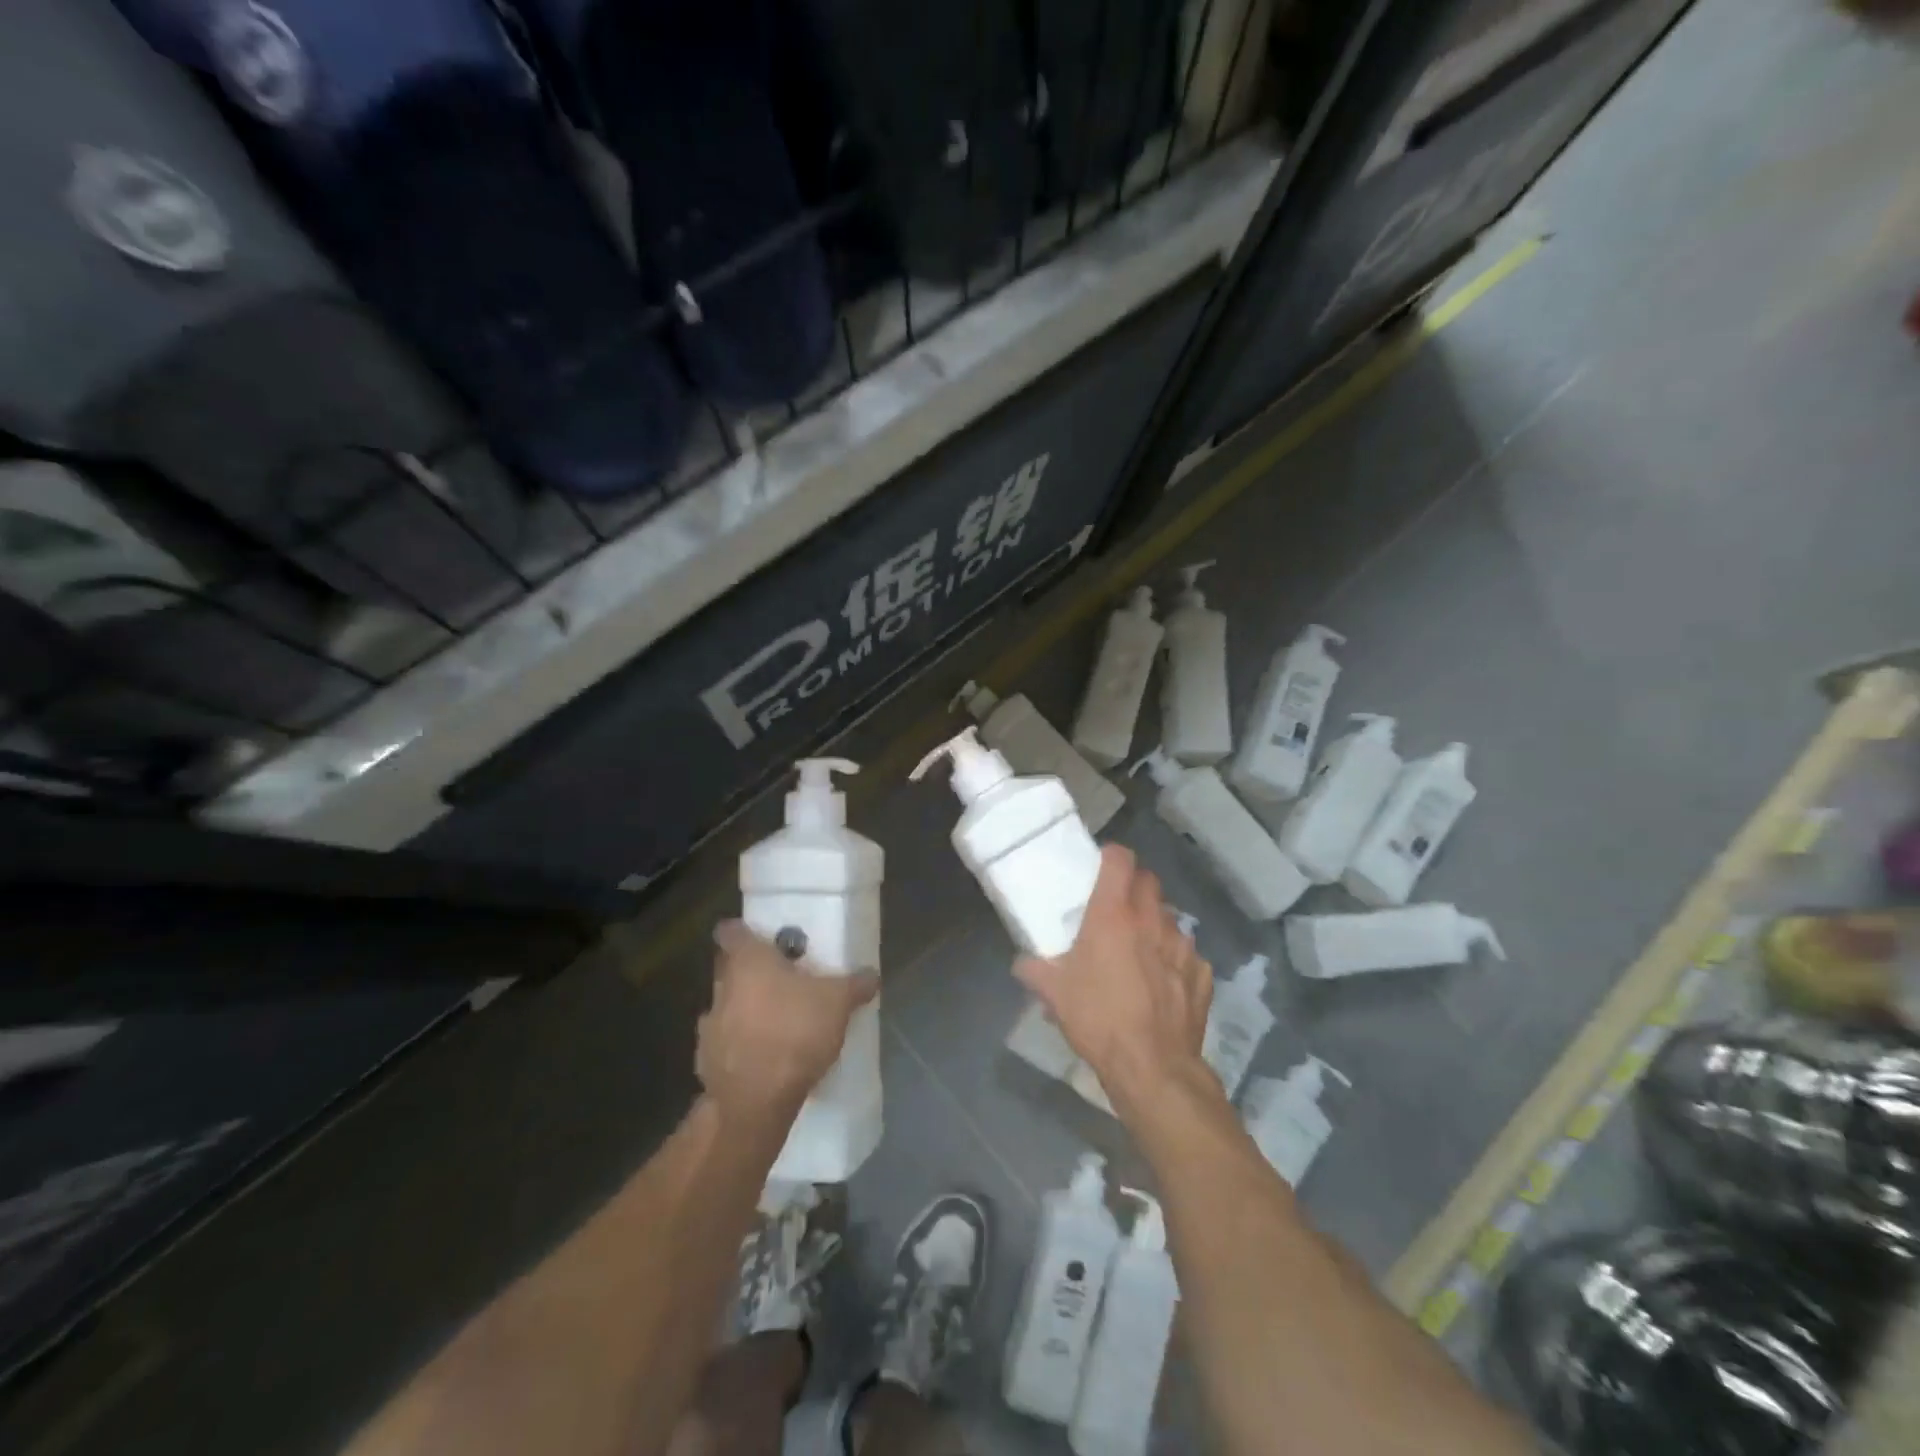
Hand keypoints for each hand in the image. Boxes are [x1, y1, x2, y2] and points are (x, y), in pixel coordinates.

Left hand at [697, 922, 877, 1128]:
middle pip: (729, 969)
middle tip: (781, 979)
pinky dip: (740, 1046)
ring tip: (776, 1022)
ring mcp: (709, 1026)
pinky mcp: (705, 1062)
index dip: (743, 931)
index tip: (761, 938)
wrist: (756, 1101)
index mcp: (747, 961)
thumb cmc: (795, 1032)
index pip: (730, 931)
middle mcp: (721, 987)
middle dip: (750, 973)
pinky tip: (764, 1058)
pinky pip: (724, 1043)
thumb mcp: (838, 1003)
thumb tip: (871, 974)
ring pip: (727, 1006)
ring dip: (744, 1010)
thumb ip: (855, 984)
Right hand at [1014, 845, 1215, 1119]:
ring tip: (1140, 948)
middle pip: (1149, 881)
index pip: (1121, 859)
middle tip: (1116, 907)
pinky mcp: (1201, 974)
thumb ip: (1035, 970)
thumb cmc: (1098, 1019)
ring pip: (1169, 917)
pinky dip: (1174, 960)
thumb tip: (1023, 963)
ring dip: (1154, 924)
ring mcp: (1182, 946)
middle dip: (1134, 885)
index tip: (1101, 867)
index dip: (1112, 857)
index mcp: (1114, 914)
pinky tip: (1163, 982)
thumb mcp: (1054, 994)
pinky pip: (1187, 954)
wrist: (1153, 1067)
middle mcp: (1152, 920)